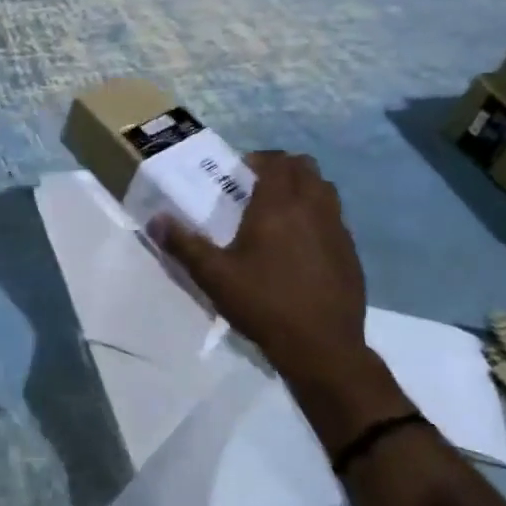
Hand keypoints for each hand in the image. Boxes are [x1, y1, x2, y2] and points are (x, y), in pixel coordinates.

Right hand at [153, 151, 368, 387]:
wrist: (321, 346)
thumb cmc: (263, 303)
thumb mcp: (214, 276)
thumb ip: (183, 244)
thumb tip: (154, 220)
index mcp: (278, 205)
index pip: (276, 161)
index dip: (260, 159)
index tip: (242, 172)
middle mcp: (312, 208)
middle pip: (305, 168)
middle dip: (283, 168)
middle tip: (259, 186)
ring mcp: (337, 229)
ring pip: (325, 190)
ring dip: (304, 188)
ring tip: (281, 211)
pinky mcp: (351, 253)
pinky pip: (335, 218)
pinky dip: (319, 216)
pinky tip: (302, 244)